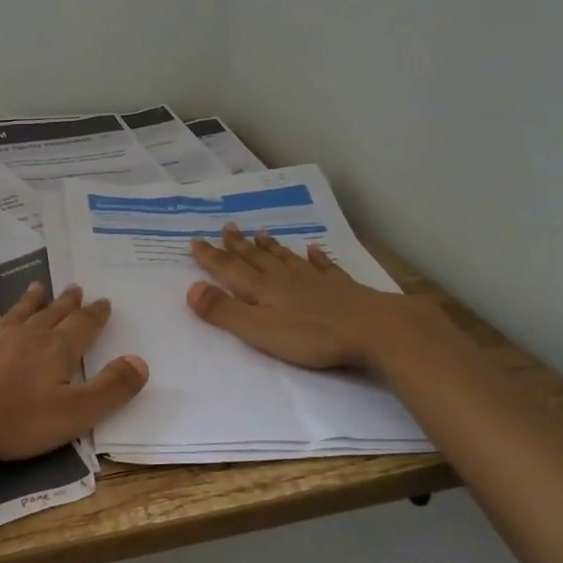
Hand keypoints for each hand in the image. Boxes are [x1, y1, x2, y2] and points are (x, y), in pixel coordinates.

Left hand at [0, 283, 147, 464]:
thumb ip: (111, 388)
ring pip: (17, 314)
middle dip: (67, 303)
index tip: (103, 301)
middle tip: (75, 287)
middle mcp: (27, 337)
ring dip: (30, 301)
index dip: (95, 314)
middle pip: (52, 315)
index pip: (83, 326)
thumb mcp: (75, 413)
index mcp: (57, 351)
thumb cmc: (16, 420)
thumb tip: (141, 361)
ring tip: (38, 286)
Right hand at [187, 223, 438, 370]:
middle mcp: (284, 278)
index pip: (229, 269)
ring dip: (270, 246)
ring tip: (260, 232)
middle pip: (256, 258)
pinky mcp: (341, 288)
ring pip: (286, 258)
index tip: (195, 241)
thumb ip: (224, 311)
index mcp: (262, 289)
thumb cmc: (310, 335)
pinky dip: (316, 257)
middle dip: (238, 244)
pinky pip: (323, 266)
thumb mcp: (258, 329)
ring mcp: (314, 280)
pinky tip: (313, 249)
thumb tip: (191, 289)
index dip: (211, 257)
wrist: (372, 329)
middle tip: (227, 227)